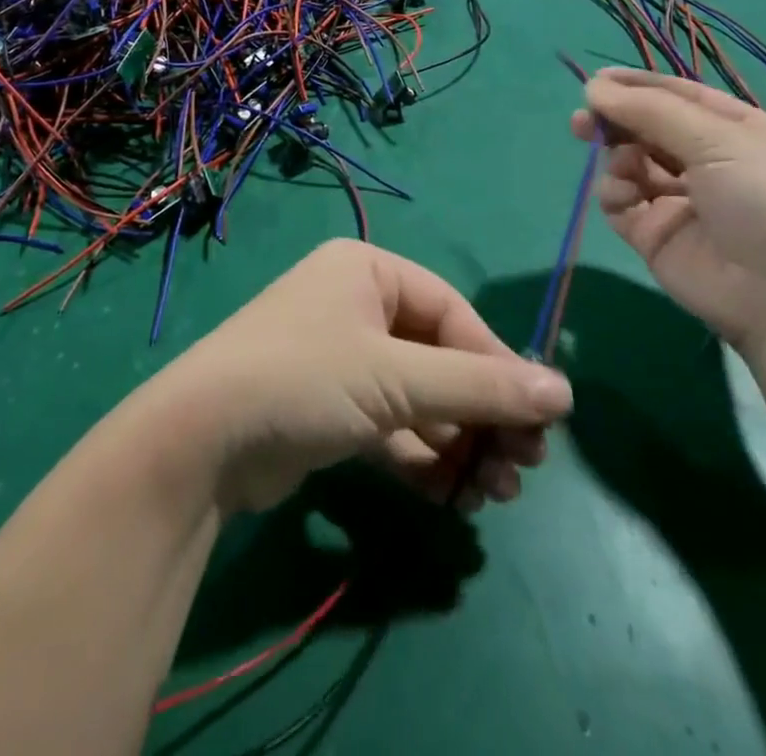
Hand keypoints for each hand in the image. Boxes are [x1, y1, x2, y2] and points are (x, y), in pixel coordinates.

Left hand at [144, 239, 571, 514]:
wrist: (202, 439)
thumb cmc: (305, 380)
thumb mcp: (397, 379)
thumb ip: (479, 387)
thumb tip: (564, 392)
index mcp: (367, 271)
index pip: (452, 312)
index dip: (497, 365)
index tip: (538, 421)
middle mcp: (354, 304)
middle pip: (438, 356)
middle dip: (481, 412)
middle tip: (524, 467)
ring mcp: (339, 356)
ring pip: (417, 395)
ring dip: (457, 441)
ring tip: (494, 492)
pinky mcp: (328, 405)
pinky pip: (390, 423)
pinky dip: (421, 455)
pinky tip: (451, 495)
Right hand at [570, 68, 765, 355]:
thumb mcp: (719, 140)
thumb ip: (651, 111)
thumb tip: (593, 88)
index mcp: (737, 132)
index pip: (679, 97)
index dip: (638, 87)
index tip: (595, 82)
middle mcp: (708, 163)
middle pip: (648, 129)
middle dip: (615, 121)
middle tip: (582, 121)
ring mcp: (679, 201)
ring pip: (630, 164)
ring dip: (616, 156)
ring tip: (617, 162)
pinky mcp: (655, 235)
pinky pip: (621, 203)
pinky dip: (615, 193)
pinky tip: (624, 195)